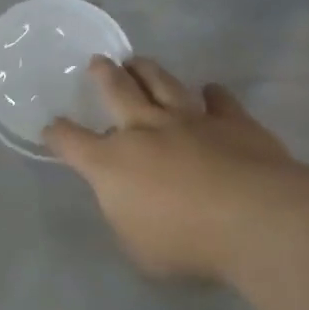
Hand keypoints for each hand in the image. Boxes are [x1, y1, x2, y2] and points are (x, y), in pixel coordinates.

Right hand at [45, 56, 293, 281]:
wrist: (256, 220)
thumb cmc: (186, 242)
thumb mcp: (138, 248)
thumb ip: (127, 219)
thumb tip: (129, 206)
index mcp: (110, 162)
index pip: (70, 141)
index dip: (58, 133)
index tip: (52, 128)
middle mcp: (143, 130)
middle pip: (116, 91)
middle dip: (103, 75)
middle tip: (98, 62)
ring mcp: (189, 120)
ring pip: (161, 83)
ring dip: (147, 70)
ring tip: (138, 61)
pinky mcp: (232, 121)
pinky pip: (219, 100)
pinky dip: (213, 94)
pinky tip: (211, 90)